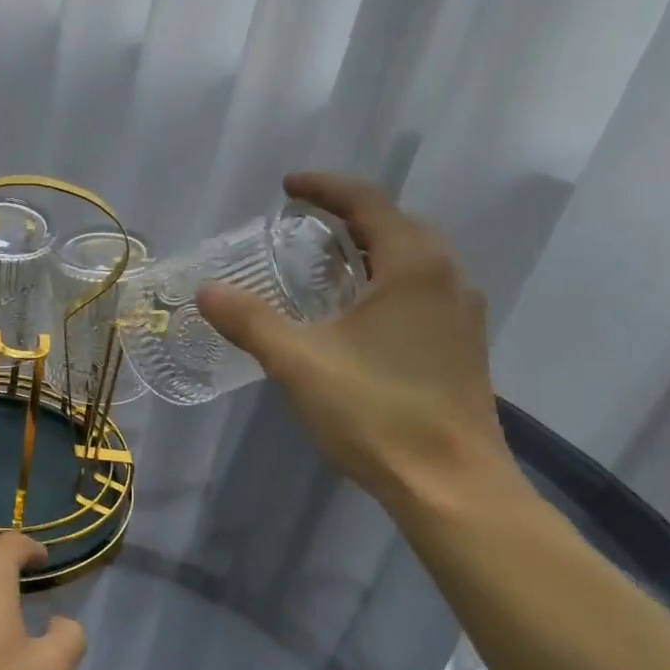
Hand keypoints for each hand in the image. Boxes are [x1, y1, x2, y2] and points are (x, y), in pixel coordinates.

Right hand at [196, 172, 513, 512]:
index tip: (288, 186)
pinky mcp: (462, 348)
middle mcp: (447, 278)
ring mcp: (461, 315)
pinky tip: (357, 318)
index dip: (324, 188)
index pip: (368, 203)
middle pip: (396, 226)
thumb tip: (207, 290)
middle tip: (302, 228)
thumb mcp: (299, 362)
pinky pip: (420, 294)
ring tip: (325, 268)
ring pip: (412, 262)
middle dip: (348, 218)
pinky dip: (385, 285)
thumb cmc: (376, 412)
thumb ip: (251, 321)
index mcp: (413, 266)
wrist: (449, 483)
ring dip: (369, 252)